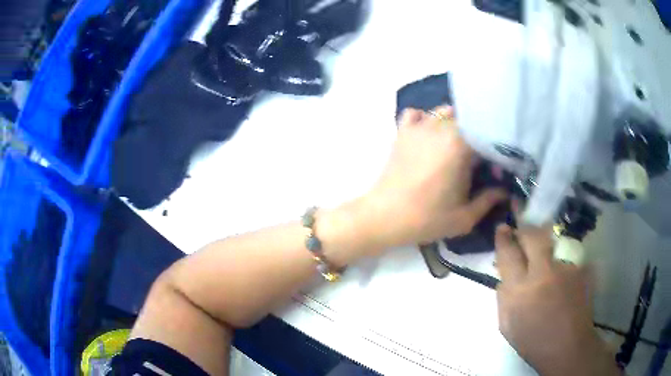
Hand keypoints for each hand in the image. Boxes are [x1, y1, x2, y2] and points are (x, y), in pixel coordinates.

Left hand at [359, 106, 505, 251]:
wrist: (384, 217)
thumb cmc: (427, 219)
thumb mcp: (465, 217)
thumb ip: (489, 200)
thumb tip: (505, 190)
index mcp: (460, 144)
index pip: (487, 135)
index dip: (495, 152)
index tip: (494, 170)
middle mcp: (441, 127)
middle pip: (468, 120)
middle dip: (477, 136)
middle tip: (477, 160)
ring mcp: (419, 126)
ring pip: (444, 112)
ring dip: (455, 124)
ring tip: (456, 146)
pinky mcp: (402, 131)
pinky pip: (416, 113)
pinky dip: (425, 119)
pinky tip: (429, 135)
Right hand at [495, 224, 618, 375]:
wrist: (568, 348)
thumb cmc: (533, 341)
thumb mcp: (507, 325)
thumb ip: (503, 297)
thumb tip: (504, 274)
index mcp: (520, 292)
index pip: (508, 253)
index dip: (504, 237)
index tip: (503, 227)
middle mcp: (544, 273)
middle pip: (533, 235)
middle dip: (525, 221)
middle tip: (520, 209)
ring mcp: (565, 269)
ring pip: (552, 244)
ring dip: (545, 245)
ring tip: (547, 261)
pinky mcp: (581, 269)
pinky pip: (566, 258)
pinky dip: (561, 264)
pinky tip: (563, 280)